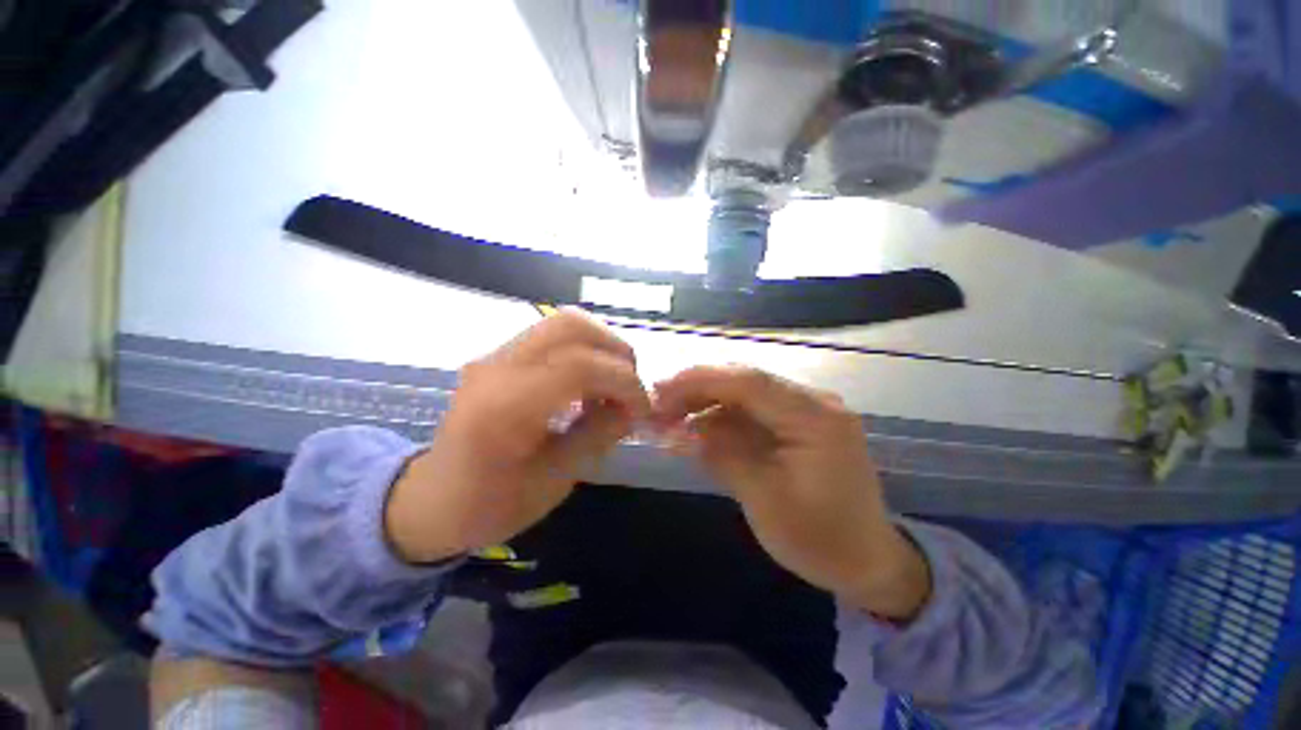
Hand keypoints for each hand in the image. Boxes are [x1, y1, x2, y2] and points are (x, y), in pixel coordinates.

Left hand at [385, 310, 650, 562]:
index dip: (623, 381)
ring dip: (601, 346)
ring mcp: (494, 356)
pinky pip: (553, 335)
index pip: (579, 366)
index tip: (642, 408)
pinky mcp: (500, 356)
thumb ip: (598, 435)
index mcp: (504, 408)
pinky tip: (589, 382)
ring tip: (613, 383)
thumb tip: (632, 407)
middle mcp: (496, 368)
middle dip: (615, 350)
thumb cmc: (490, 505)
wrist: (432, 499)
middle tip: (630, 386)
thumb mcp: (555, 481)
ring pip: (563, 322)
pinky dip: (585, 350)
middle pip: (570, 326)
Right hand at [654, 366, 929, 619]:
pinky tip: (696, 431)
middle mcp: (813, 402)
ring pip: (743, 394)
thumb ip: (721, 456)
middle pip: (744, 382)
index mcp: (816, 418)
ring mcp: (804, 411)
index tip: (660, 391)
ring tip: (669, 421)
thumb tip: (676, 431)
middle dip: (697, 390)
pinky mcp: (795, 424)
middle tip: (658, 406)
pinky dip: (720, 419)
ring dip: (705, 404)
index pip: (750, 382)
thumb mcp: (765, 500)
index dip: (700, 381)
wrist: (867, 561)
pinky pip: (751, 412)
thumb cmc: (822, 540)